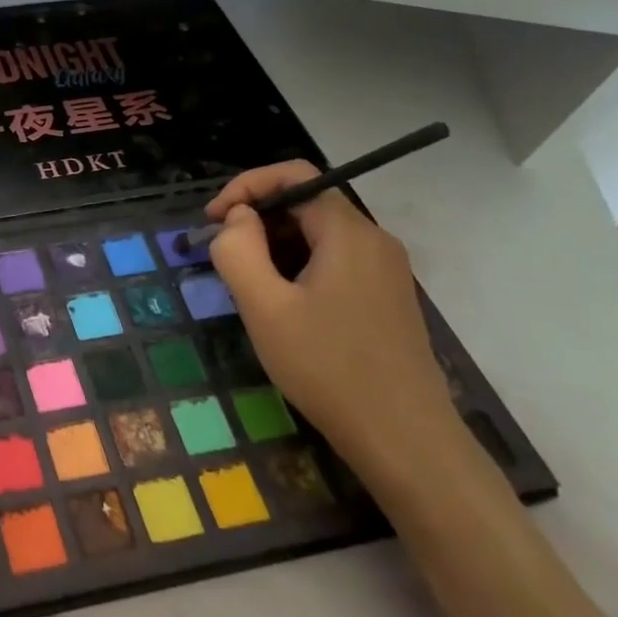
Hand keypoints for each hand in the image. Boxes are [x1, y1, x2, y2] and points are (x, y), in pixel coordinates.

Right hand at [205, 162, 467, 481]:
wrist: (405, 441)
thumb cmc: (329, 368)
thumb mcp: (264, 307)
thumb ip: (238, 250)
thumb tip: (237, 218)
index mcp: (349, 233)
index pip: (294, 175)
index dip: (246, 186)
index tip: (212, 220)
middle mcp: (373, 241)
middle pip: (306, 203)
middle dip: (256, 219)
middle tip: (221, 255)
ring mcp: (385, 271)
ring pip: (317, 235)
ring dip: (273, 246)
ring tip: (245, 284)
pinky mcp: (385, 298)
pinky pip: (333, 261)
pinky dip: (297, 266)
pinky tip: (280, 305)